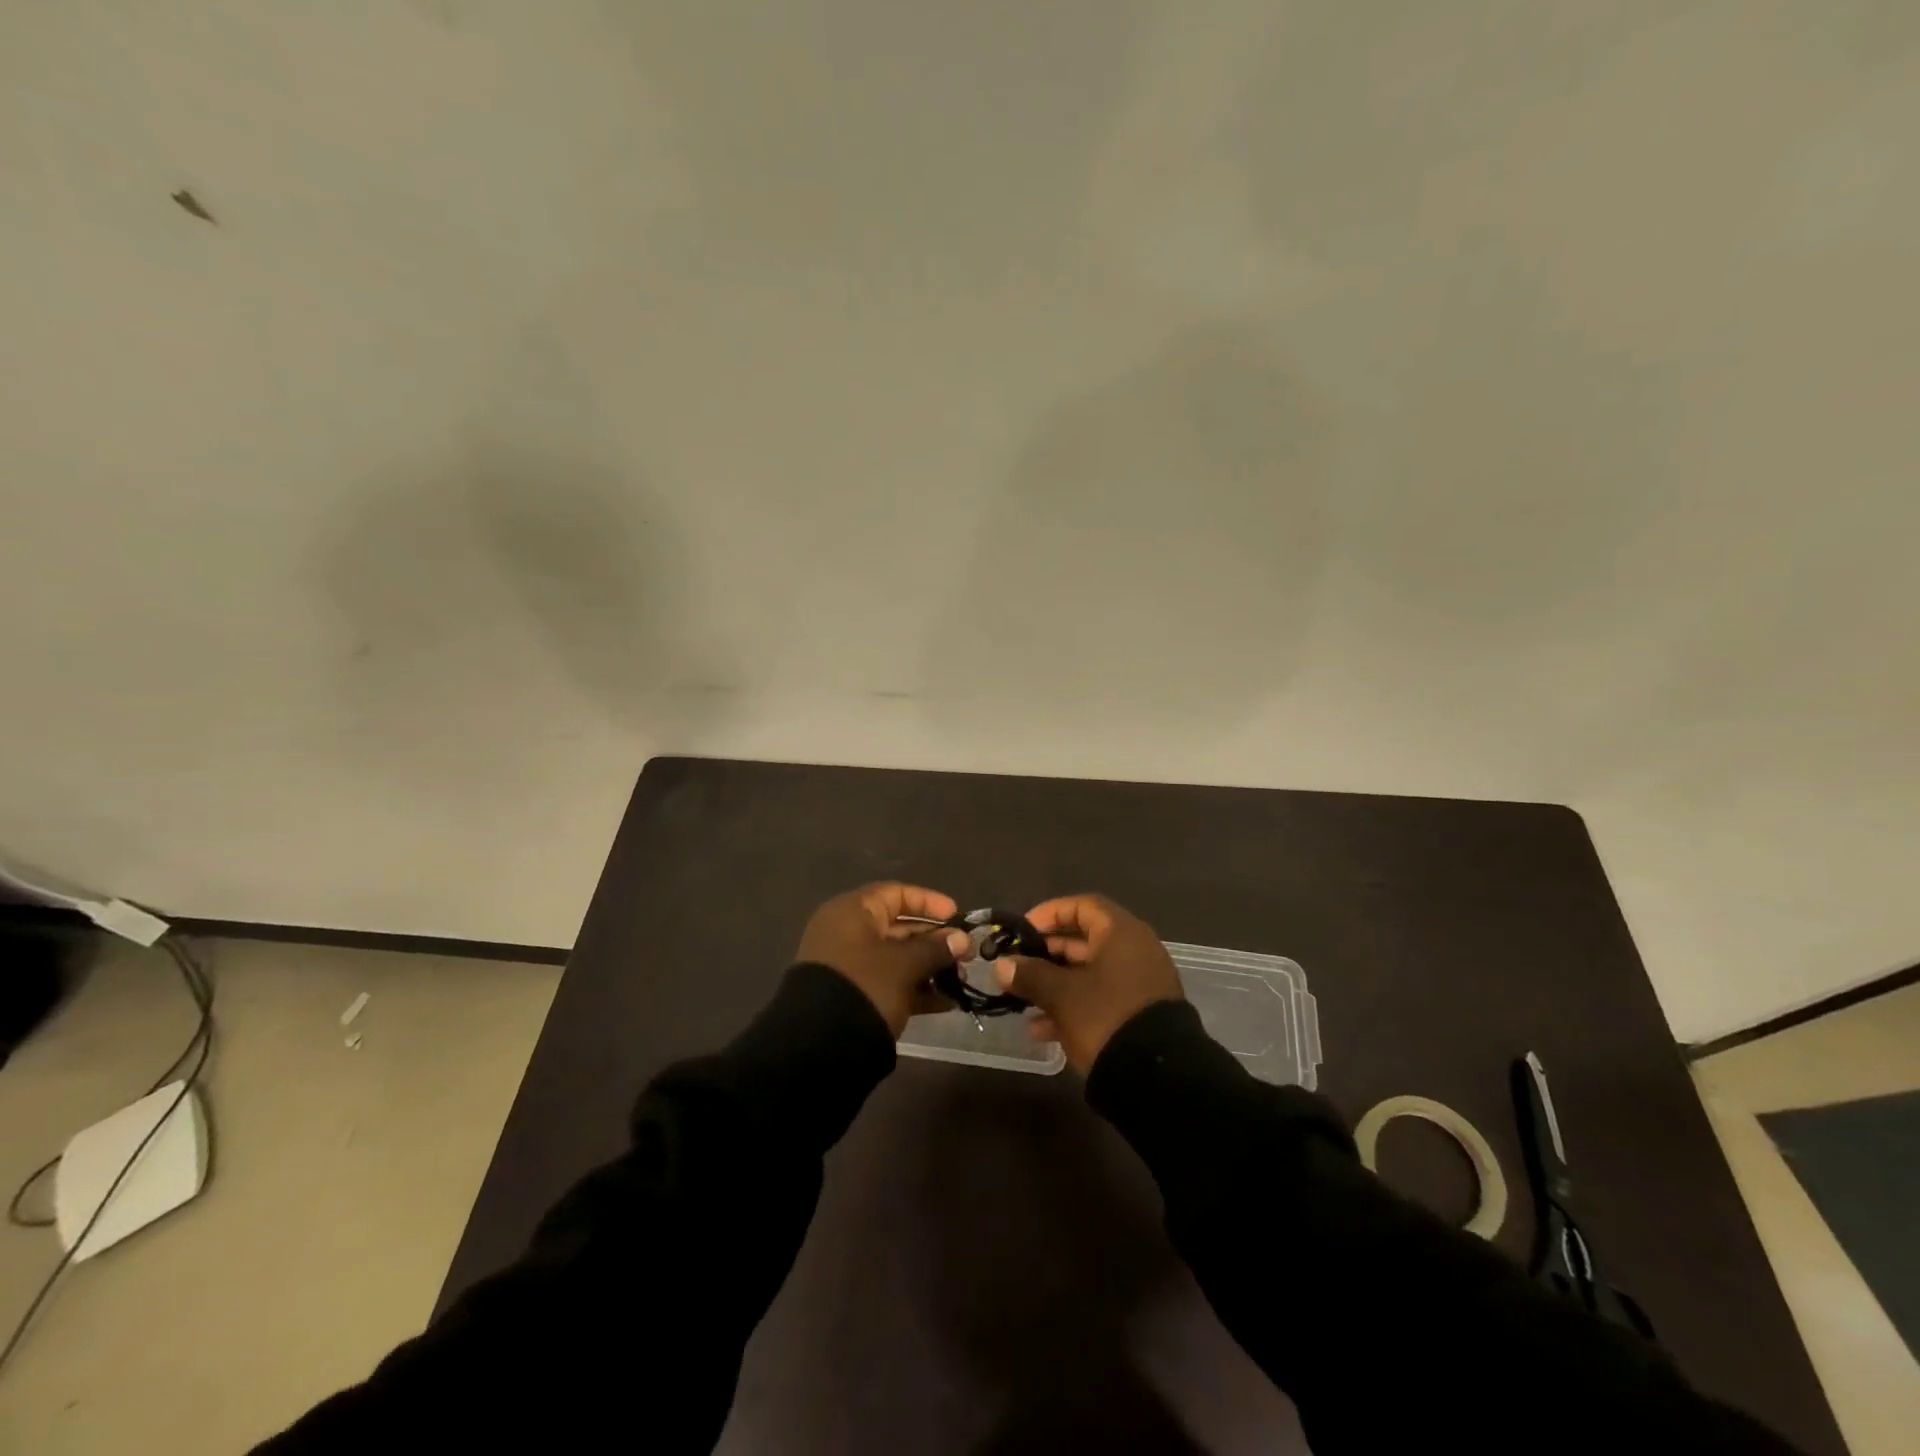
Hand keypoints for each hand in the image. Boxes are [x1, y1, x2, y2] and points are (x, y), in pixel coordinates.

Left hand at [797, 883, 971, 1037]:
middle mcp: (849, 933)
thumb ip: (935, 948)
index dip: (929, 902)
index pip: (896, 894)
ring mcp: (851, 967)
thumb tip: (962, 939)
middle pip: (899, 927)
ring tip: (961, 980)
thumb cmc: (865, 985)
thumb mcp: (904, 964)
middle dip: (936, 940)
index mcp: (853, 912)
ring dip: (930, 967)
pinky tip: (946, 1002)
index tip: (957, 916)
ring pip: (898, 958)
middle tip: (967, 954)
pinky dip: (916, 990)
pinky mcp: (855, 996)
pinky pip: (890, 983)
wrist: (820, 1044)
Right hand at [993, 894, 1183, 1073]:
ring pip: (1089, 974)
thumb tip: (1001, 965)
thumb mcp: (1061, 995)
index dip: (1049, 914)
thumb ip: (1029, 975)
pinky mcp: (1138, 1014)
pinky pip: (1100, 998)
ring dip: (1054, 985)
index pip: (1082, 906)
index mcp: (1121, 933)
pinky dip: (1072, 1006)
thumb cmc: (1106, 1017)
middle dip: (1046, 955)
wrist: (1158, 1078)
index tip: (1023, 932)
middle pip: (1084, 941)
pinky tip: (1041, 1030)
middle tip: (1016, 967)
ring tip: (1022, 1002)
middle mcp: (1134, 951)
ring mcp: (1139, 984)